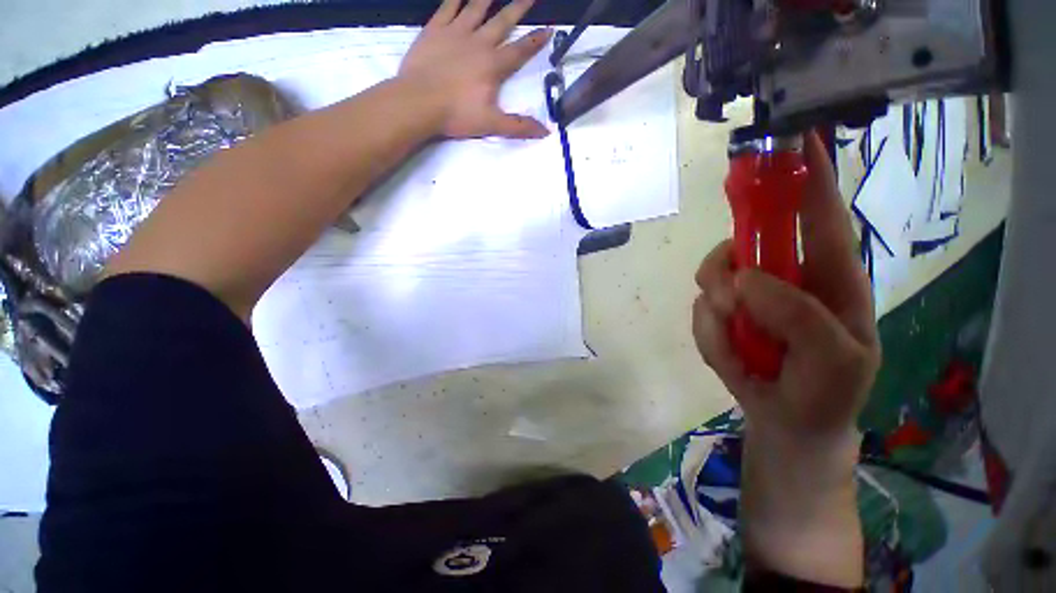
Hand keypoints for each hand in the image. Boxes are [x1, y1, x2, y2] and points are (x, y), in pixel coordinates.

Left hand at [399, 0, 551, 139]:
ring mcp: (455, 33)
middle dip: (519, 6)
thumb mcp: (491, 124)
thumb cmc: (456, 114)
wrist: (419, 102)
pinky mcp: (435, 29)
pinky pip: (448, 6)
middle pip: (503, 21)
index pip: (520, 51)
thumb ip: (519, 126)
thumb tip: (546, 131)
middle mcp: (478, 43)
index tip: (549, 28)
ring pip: (476, 8)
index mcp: (493, 65)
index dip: (536, 41)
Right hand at [693, 132, 878, 585]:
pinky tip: (732, 354)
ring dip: (716, 310)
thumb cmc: (827, 390)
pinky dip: (709, 335)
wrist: (789, 420)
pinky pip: (699, 310)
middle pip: (742, 239)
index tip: (788, 137)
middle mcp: (781, 273)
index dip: (804, 172)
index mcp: (827, 274)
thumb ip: (797, 314)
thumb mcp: (835, 359)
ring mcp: (745, 292)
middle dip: (727, 265)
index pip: (817, 211)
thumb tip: (743, 279)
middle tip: (731, 302)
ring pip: (710, 275)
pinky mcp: (719, 312)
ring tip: (739, 343)